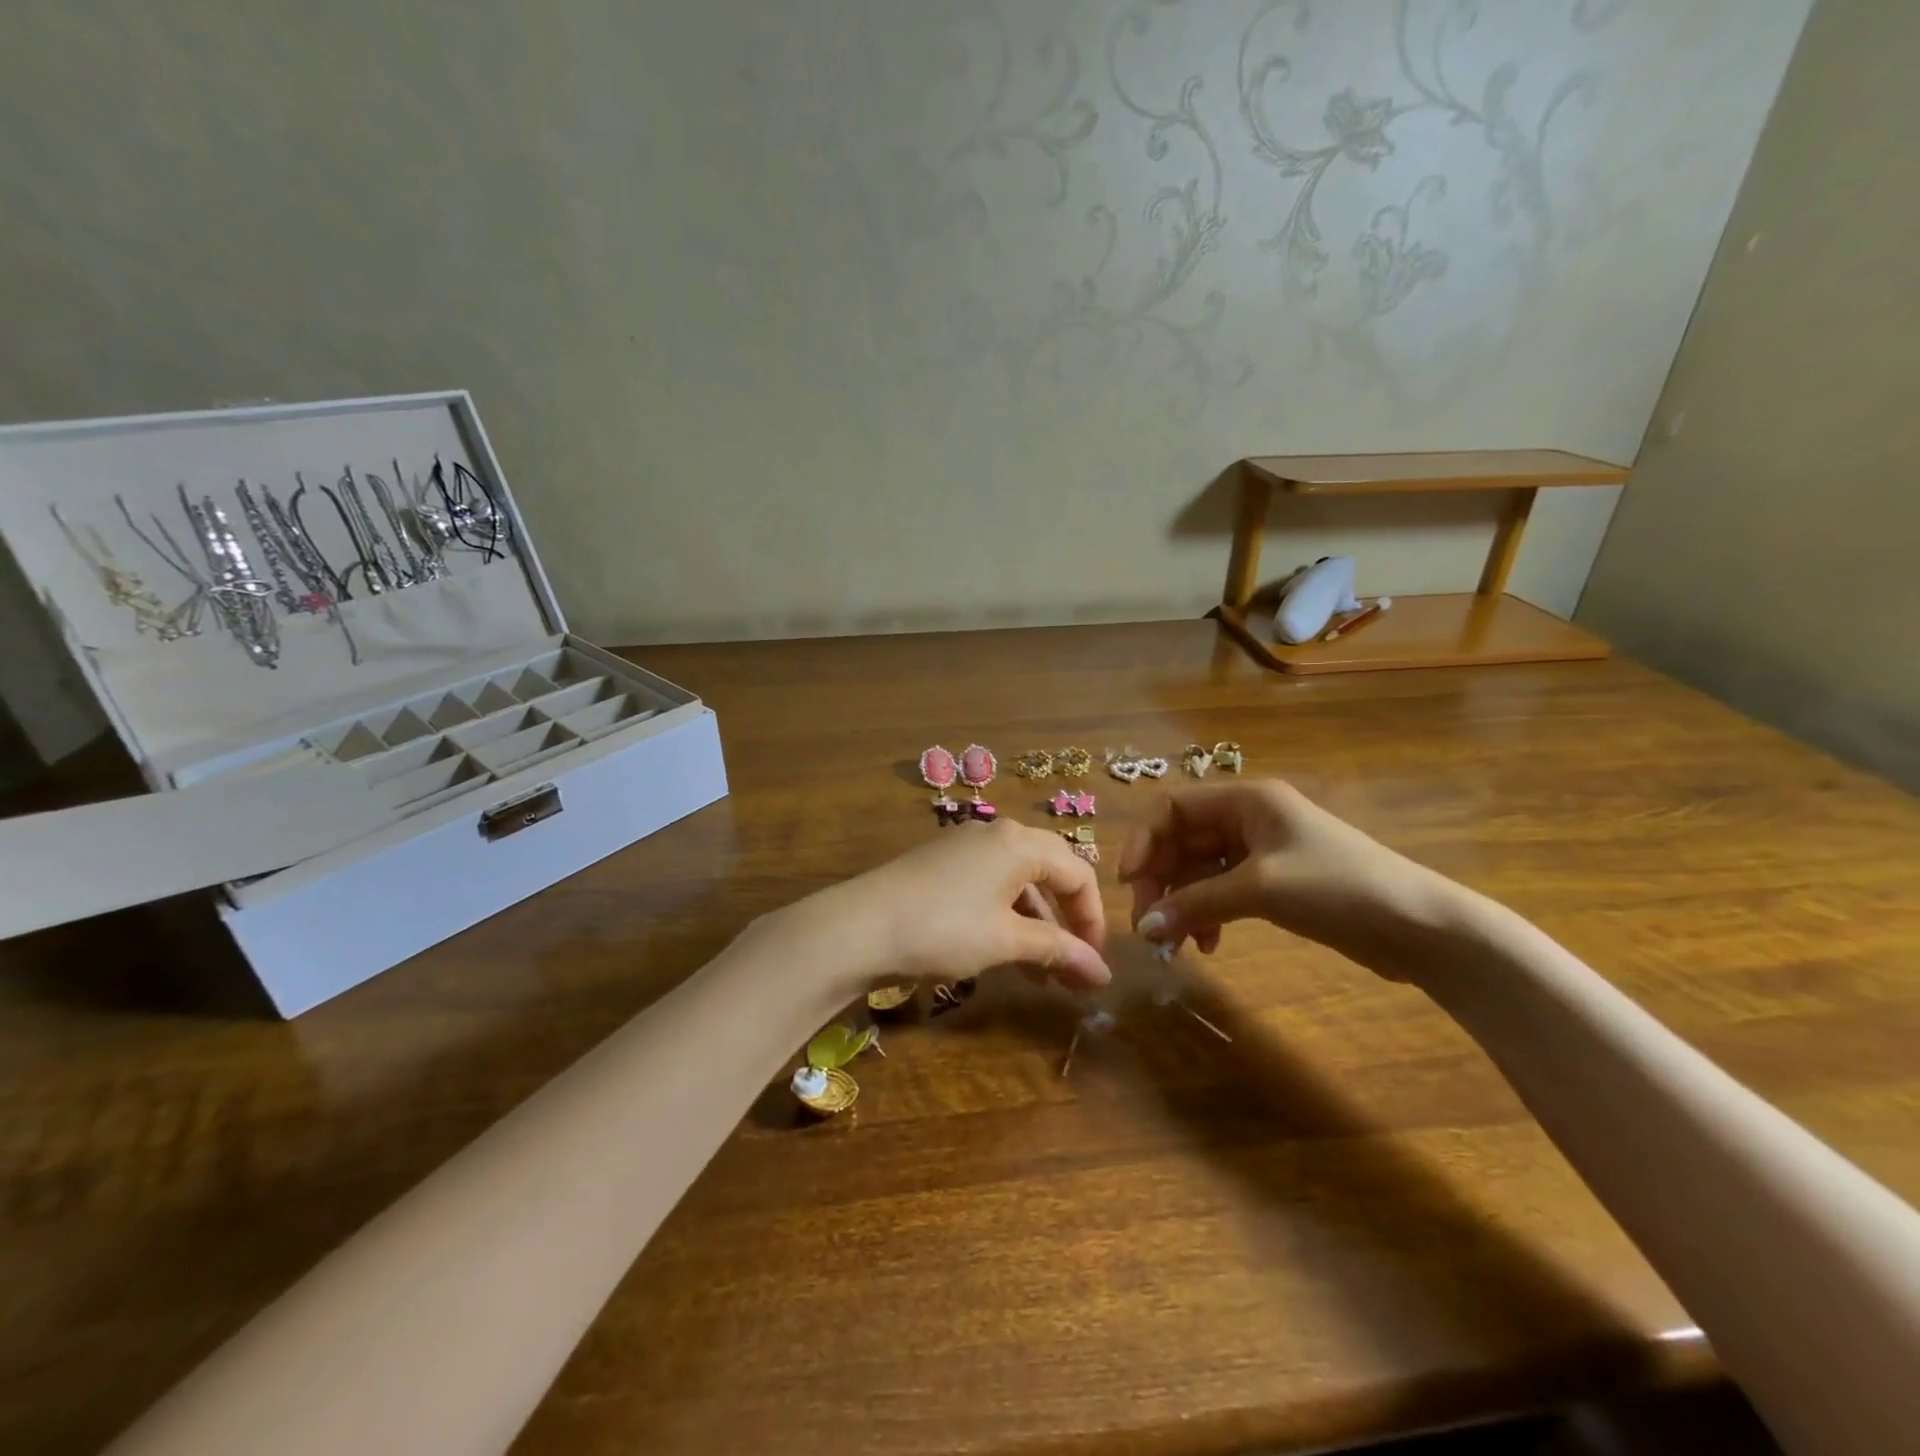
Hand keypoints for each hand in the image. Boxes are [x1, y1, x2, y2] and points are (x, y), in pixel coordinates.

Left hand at [799, 822, 1111, 995]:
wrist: (859, 926)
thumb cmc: (944, 928)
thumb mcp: (1006, 940)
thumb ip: (1058, 950)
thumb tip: (1104, 973)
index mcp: (1019, 842)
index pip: (1078, 873)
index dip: (1094, 919)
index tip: (1095, 963)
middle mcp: (996, 834)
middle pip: (1050, 872)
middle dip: (1067, 921)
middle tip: (1075, 967)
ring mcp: (965, 847)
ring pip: (1018, 883)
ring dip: (1036, 925)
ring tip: (1042, 975)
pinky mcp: (941, 865)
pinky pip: (990, 886)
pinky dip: (1007, 918)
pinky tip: (1005, 954)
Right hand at [1118, 779, 1459, 979]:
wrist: (1419, 927)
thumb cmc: (1337, 888)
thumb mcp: (1260, 889)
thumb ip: (1197, 903)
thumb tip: (1145, 929)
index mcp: (1246, 801)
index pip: (1173, 808)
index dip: (1144, 841)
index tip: (1130, 883)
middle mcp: (1248, 819)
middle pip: (1182, 841)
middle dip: (1162, 880)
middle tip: (1150, 926)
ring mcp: (1261, 852)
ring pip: (1200, 870)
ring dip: (1183, 902)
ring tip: (1177, 942)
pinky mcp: (1274, 883)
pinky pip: (1222, 891)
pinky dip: (1208, 914)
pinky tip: (1209, 944)